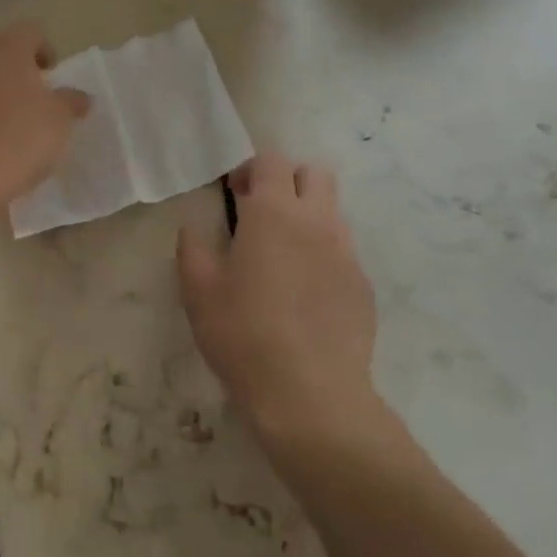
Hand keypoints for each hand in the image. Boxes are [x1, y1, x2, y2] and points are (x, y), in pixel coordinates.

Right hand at [177, 152, 380, 445]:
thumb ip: (193, 248)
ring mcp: (346, 253)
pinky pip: (344, 252)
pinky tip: (306, 295)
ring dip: (309, 217)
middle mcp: (317, 221)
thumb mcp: (198, 290)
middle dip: (290, 182)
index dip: (251, 169)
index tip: (235, 196)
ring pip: (333, 212)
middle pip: (315, 173)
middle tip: (264, 214)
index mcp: (274, 212)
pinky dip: (324, 256)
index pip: (272, 160)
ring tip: (284, 256)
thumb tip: (195, 227)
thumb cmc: (244, 334)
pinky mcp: (364, 287)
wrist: (310, 396)